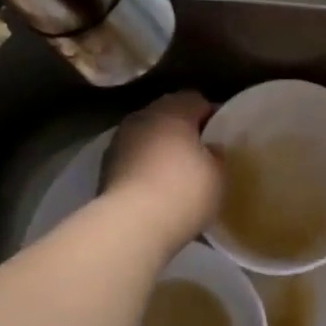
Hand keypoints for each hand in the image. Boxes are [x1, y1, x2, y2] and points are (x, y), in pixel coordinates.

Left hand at [101, 92, 221, 251]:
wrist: (131, 225)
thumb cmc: (184, 191)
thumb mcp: (218, 175)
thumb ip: (217, 155)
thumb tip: (210, 149)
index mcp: (173, 110)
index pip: (197, 100)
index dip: (211, 117)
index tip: (221, 137)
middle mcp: (143, 116)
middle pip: (168, 115)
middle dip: (183, 131)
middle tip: (200, 155)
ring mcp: (119, 141)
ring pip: (147, 137)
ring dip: (160, 149)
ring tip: (176, 174)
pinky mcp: (104, 167)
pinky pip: (133, 159)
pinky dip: (144, 168)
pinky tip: (156, 190)